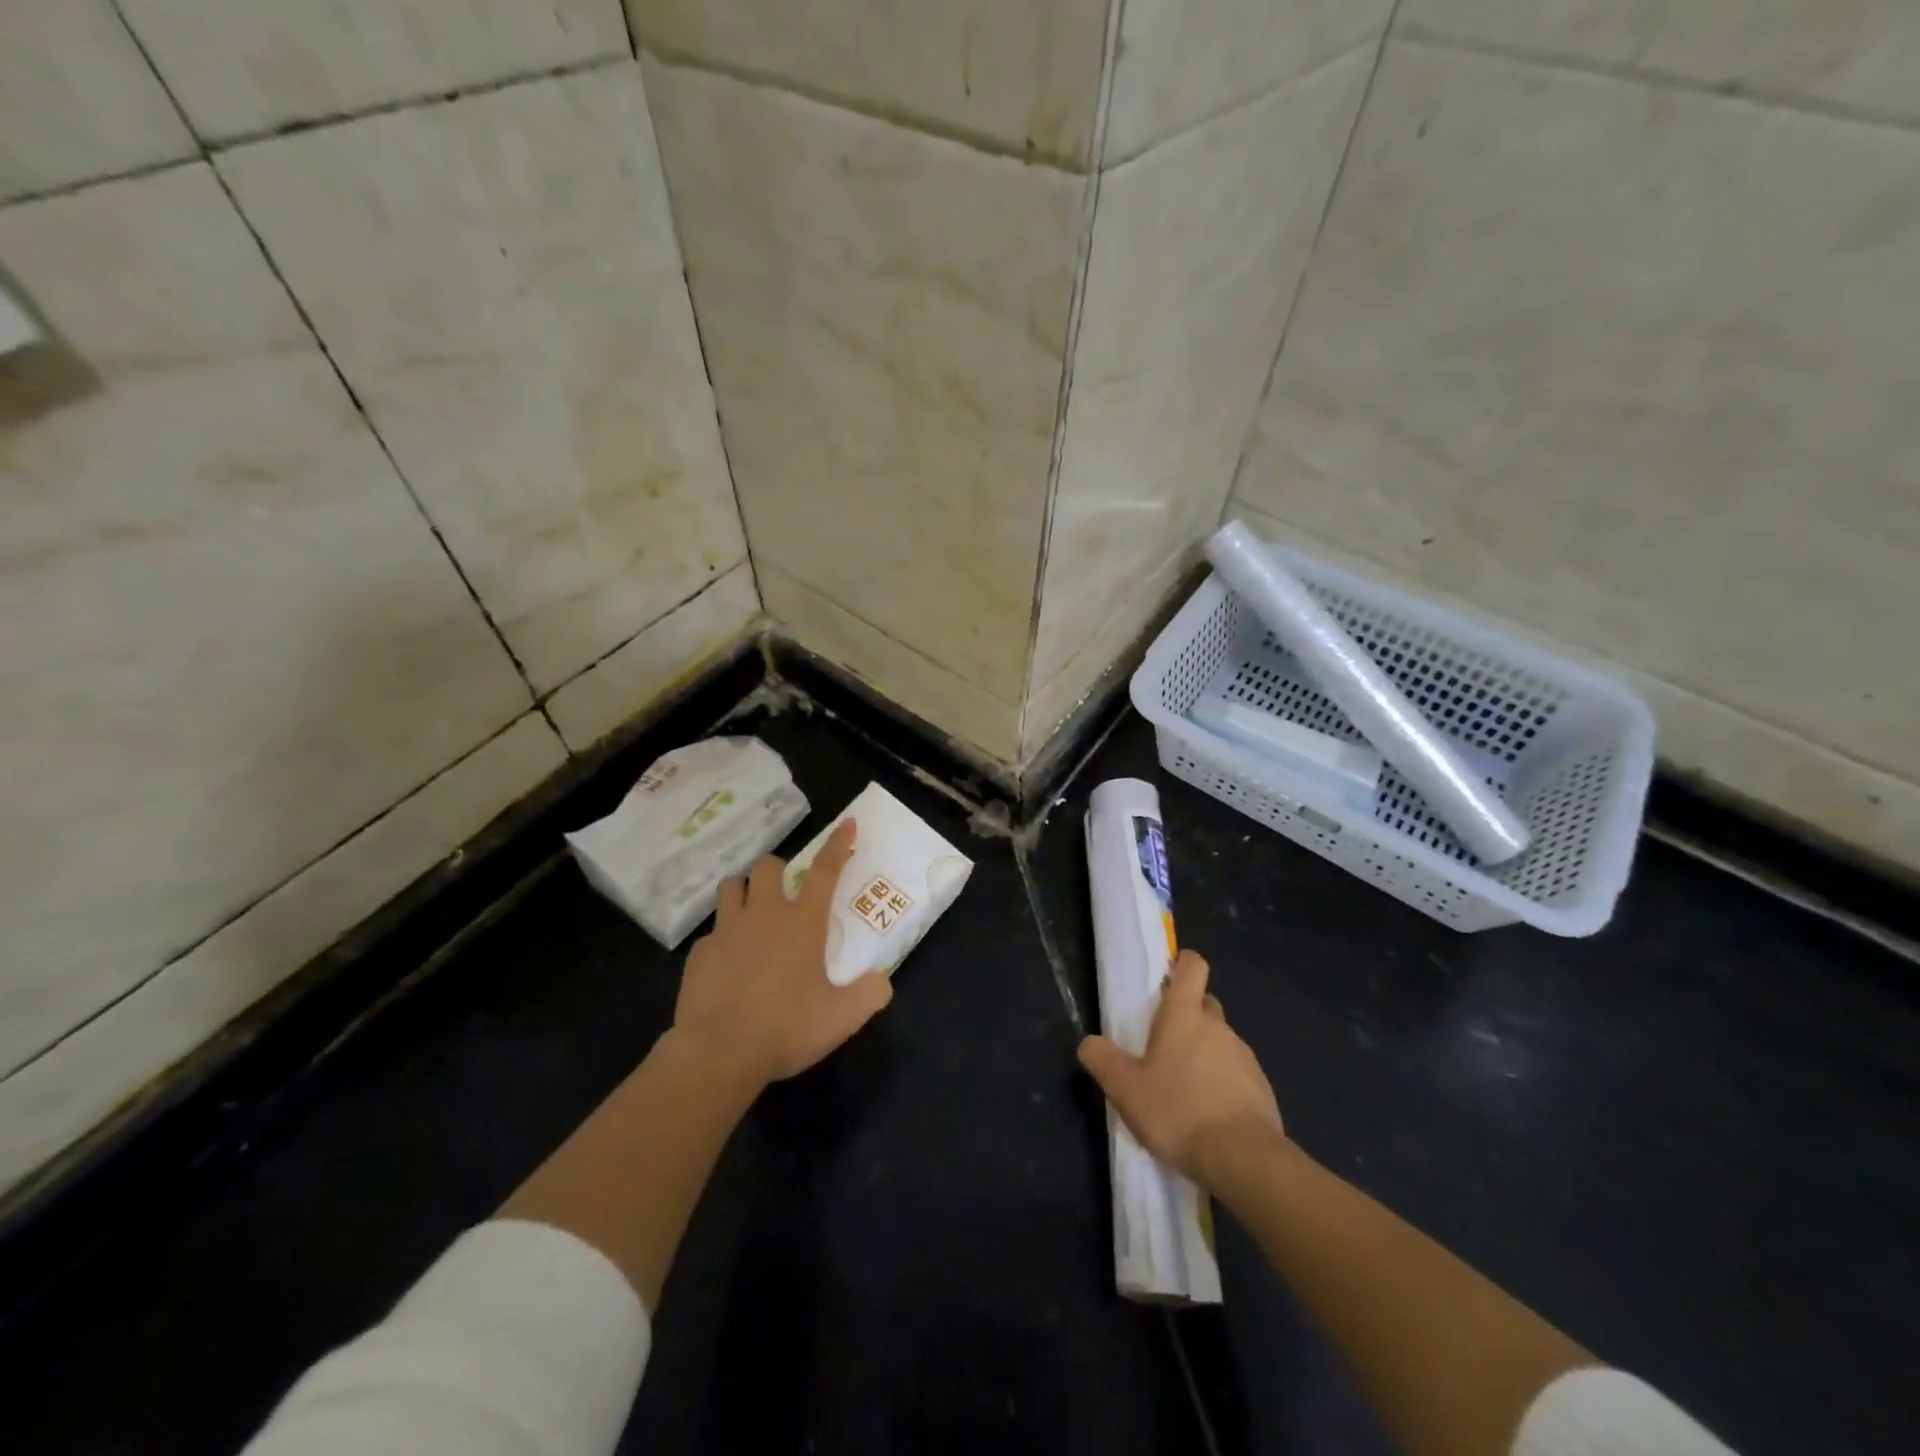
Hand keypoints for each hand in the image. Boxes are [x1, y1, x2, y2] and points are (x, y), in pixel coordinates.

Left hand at [671, 820, 892, 1088]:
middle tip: (785, 895)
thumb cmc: (785, 1029)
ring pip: (731, 887)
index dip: (838, 844)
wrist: (718, 1054)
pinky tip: (729, 967)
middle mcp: (763, 915)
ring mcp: (726, 931)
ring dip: (744, 892)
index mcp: (802, 922)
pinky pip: (712, 932)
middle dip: (777, 871)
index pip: (826, 870)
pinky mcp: (700, 953)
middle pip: (767, 866)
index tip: (847, 823)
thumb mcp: (841, 1018)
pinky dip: (723, 940)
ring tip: (752, 916)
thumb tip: (882, 982)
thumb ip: (869, 995)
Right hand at [1078, 949, 1283, 1190]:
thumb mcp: (1126, 1090)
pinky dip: (1223, 1082)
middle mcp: (1218, 1027)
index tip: (1167, 976)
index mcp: (1184, 1016)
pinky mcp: (1261, 1088)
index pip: (1192, 967)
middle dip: (1188, 1015)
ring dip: (1205, 1052)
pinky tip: (1209, 1113)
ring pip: (1221, 1040)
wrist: (1244, 1160)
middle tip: (1164, 1044)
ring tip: (1185, 1088)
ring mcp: (1244, 1057)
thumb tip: (1089, 1042)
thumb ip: (1103, 1061)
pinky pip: (1237, 1073)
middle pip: (1205, 1004)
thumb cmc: (1178, 1112)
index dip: (1182, 964)